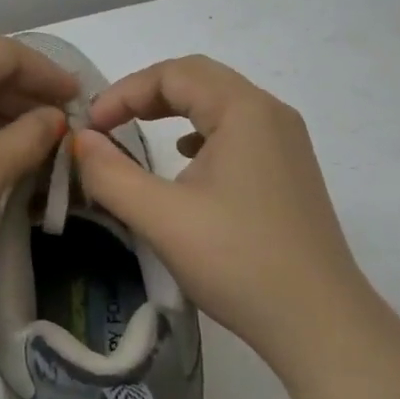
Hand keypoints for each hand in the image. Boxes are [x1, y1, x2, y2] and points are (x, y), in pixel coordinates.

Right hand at [73, 55, 359, 369]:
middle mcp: (270, 114)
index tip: (90, 127)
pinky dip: (201, 131)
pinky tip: (186, 161)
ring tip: (138, 131)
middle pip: (199, 79)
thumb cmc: (238, 261)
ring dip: (174, 108)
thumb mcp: (161, 217)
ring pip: (220, 103)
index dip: (124, 92)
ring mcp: (286, 143)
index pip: (173, 74)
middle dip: (147, 94)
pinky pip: (237, 130)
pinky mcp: (290, 171)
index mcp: (244, 110)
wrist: (320, 324)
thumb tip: (79, 140)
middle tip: (108, 122)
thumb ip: (110, 173)